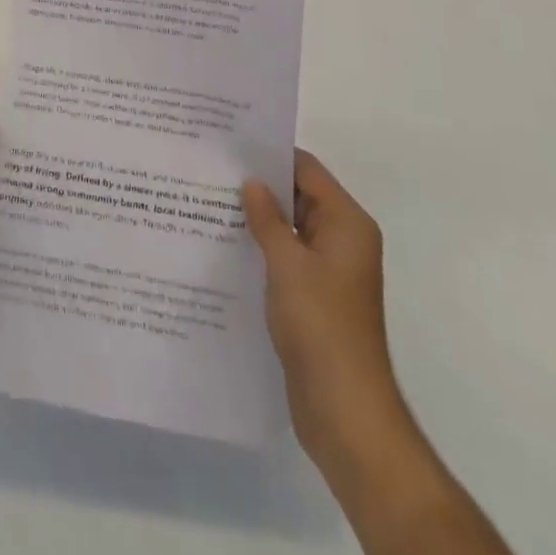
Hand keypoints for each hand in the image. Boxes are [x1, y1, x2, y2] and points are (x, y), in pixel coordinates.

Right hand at [241, 150, 401, 464]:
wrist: (345, 411)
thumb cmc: (320, 325)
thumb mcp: (288, 263)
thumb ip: (268, 218)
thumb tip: (251, 183)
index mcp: (347, 224)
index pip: (306, 170)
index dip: (270, 154)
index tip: (229, 144)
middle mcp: (343, 240)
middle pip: (299, 196)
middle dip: (259, 185)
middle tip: (211, 169)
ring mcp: (329, 271)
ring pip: (289, 228)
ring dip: (257, 218)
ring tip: (208, 200)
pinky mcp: (314, 297)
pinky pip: (286, 257)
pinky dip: (261, 247)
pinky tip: (224, 244)